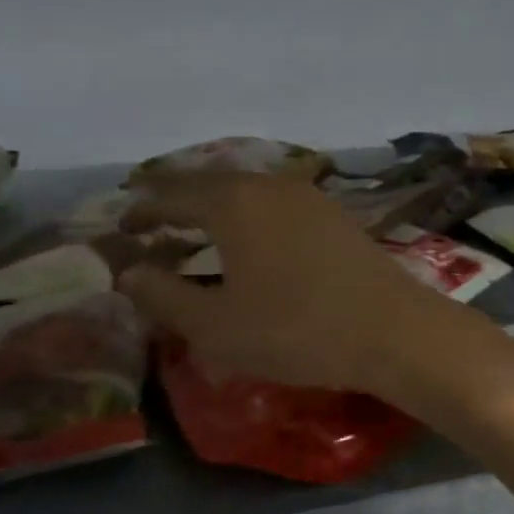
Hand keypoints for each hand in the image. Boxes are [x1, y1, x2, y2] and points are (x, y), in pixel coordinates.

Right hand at [119, 173, 497, 398]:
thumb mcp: (217, 326)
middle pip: (212, 183)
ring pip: (248, 190)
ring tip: (198, 229)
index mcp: (234, 203)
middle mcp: (270, 186)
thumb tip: (129, 274)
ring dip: (217, 206)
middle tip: (154, 222)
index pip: (174, 194)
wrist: (392, 330)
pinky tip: (253, 239)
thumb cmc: (296, 329)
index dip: (144, 209)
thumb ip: (164, 297)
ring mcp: (309, 197)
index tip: (121, 225)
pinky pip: (277, 203)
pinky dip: (250, 214)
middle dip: (179, 200)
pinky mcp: (335, 215)